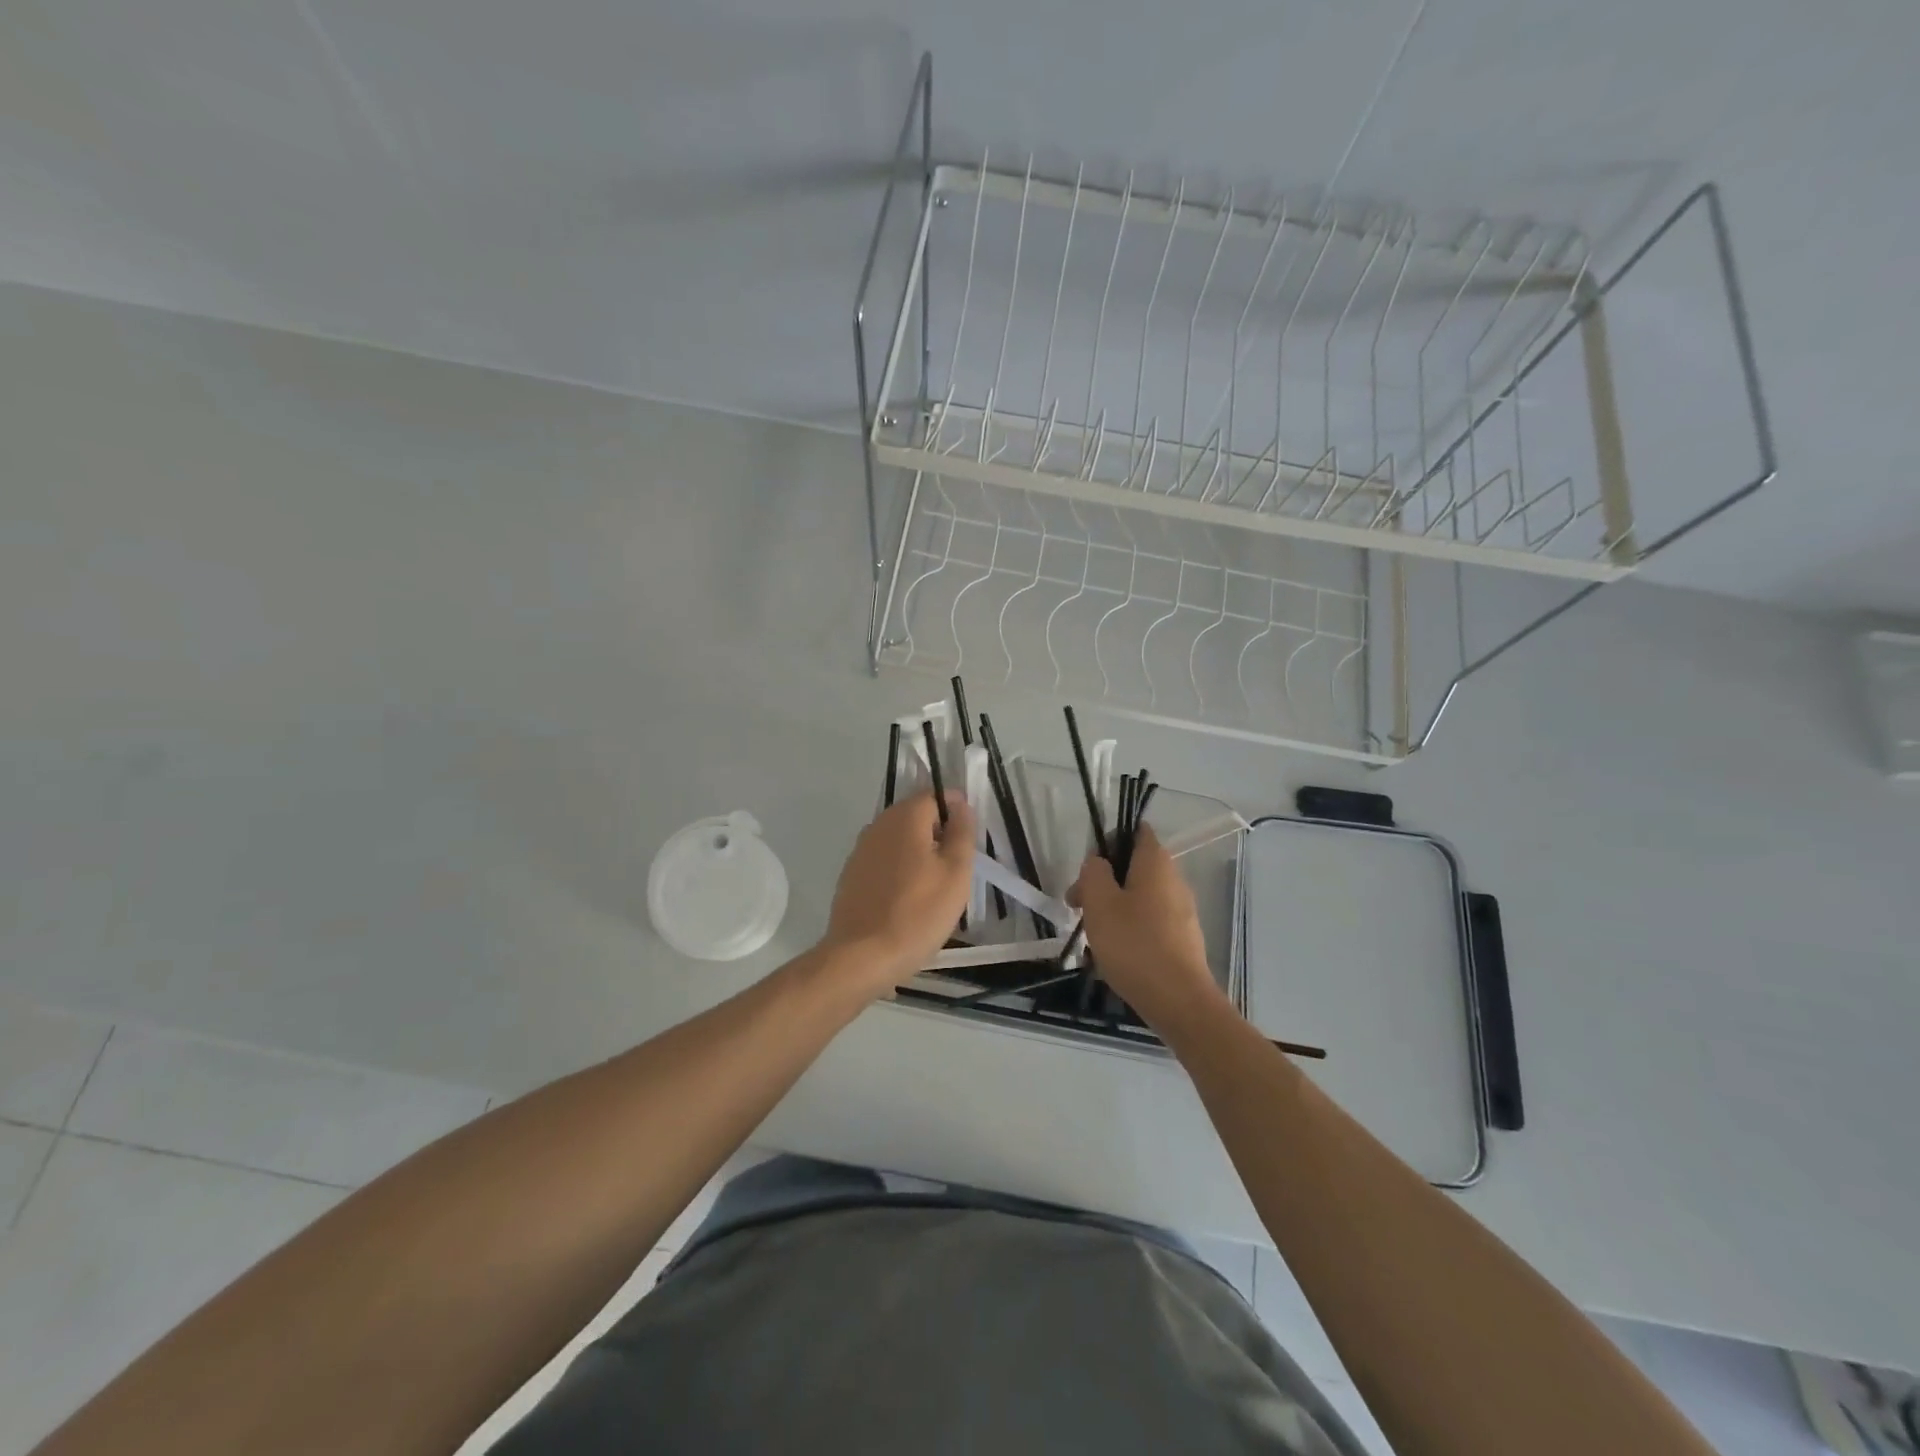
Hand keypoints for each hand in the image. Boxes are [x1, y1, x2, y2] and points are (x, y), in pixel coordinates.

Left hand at [819, 791, 975, 997]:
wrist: (862, 957)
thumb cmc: (918, 913)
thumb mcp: (956, 872)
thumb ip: (961, 832)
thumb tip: (960, 804)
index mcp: (904, 817)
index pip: (935, 796)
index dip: (955, 812)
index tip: (967, 842)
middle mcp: (877, 825)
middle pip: (915, 817)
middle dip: (937, 835)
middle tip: (955, 869)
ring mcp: (860, 851)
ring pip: (898, 841)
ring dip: (918, 854)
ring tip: (933, 889)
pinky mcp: (851, 876)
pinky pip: (883, 862)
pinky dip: (898, 872)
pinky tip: (907, 901)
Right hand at [1070, 825, 1229, 1029]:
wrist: (1178, 1001)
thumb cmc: (1134, 944)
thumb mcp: (1099, 902)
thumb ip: (1093, 873)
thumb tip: (1098, 862)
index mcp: (1156, 863)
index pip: (1136, 831)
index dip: (1109, 840)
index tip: (1088, 866)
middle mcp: (1174, 880)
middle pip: (1134, 867)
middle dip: (1104, 881)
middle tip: (1078, 905)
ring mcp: (1182, 911)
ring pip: (1140, 897)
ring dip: (1113, 908)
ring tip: (1092, 935)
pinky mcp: (1183, 939)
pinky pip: (1150, 922)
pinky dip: (1130, 930)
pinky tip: (1113, 954)